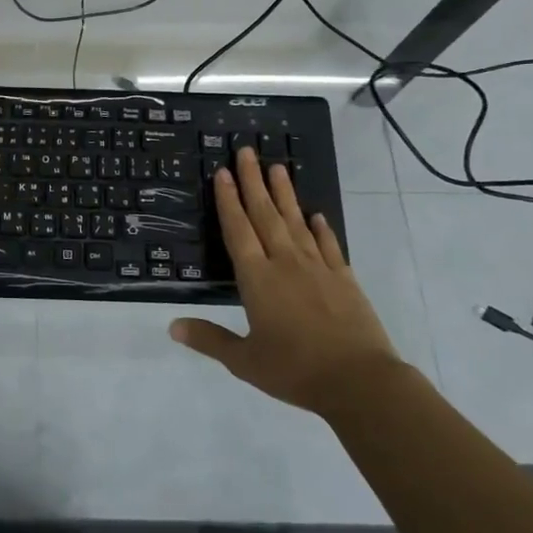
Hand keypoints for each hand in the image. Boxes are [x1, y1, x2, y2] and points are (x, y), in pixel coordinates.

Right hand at [172, 145, 402, 412]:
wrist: (360, 382)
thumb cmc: (295, 370)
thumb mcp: (244, 361)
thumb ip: (209, 339)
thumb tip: (172, 326)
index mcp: (257, 279)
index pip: (238, 230)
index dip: (228, 200)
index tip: (222, 172)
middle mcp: (285, 263)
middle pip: (265, 214)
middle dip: (253, 181)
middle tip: (246, 151)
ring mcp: (318, 268)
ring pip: (296, 222)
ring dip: (284, 194)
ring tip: (277, 167)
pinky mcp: (344, 279)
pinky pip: (328, 245)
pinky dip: (321, 228)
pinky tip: (317, 215)